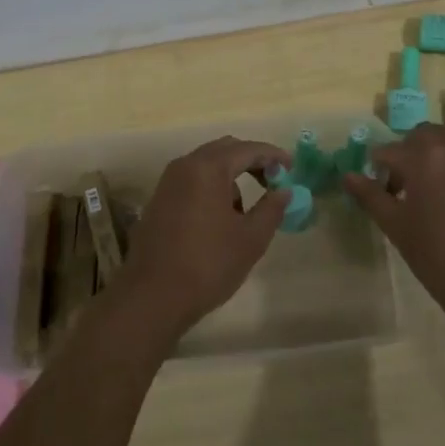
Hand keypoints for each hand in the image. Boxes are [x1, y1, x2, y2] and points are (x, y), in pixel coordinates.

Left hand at [115, 136, 291, 344]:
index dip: (273, 155)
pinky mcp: (158, 200)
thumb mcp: (250, 239)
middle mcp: (184, 166)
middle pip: (225, 149)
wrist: (152, 296)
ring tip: (245, 209)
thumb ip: (271, 209)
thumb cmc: (208, 264)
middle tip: (273, 182)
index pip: (248, 149)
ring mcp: (167, 183)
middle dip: (251, 161)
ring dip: (230, 176)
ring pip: (206, 165)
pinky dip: (211, 187)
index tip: (292, 167)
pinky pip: (191, 181)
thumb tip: (284, 191)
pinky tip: (220, 219)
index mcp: (208, 168)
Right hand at [344, 119, 444, 340]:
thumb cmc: (439, 260)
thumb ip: (370, 196)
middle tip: (418, 185)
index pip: (391, 151)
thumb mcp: (396, 228)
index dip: (384, 170)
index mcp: (423, 157)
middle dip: (415, 153)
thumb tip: (347, 175)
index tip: (388, 190)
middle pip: (426, 134)